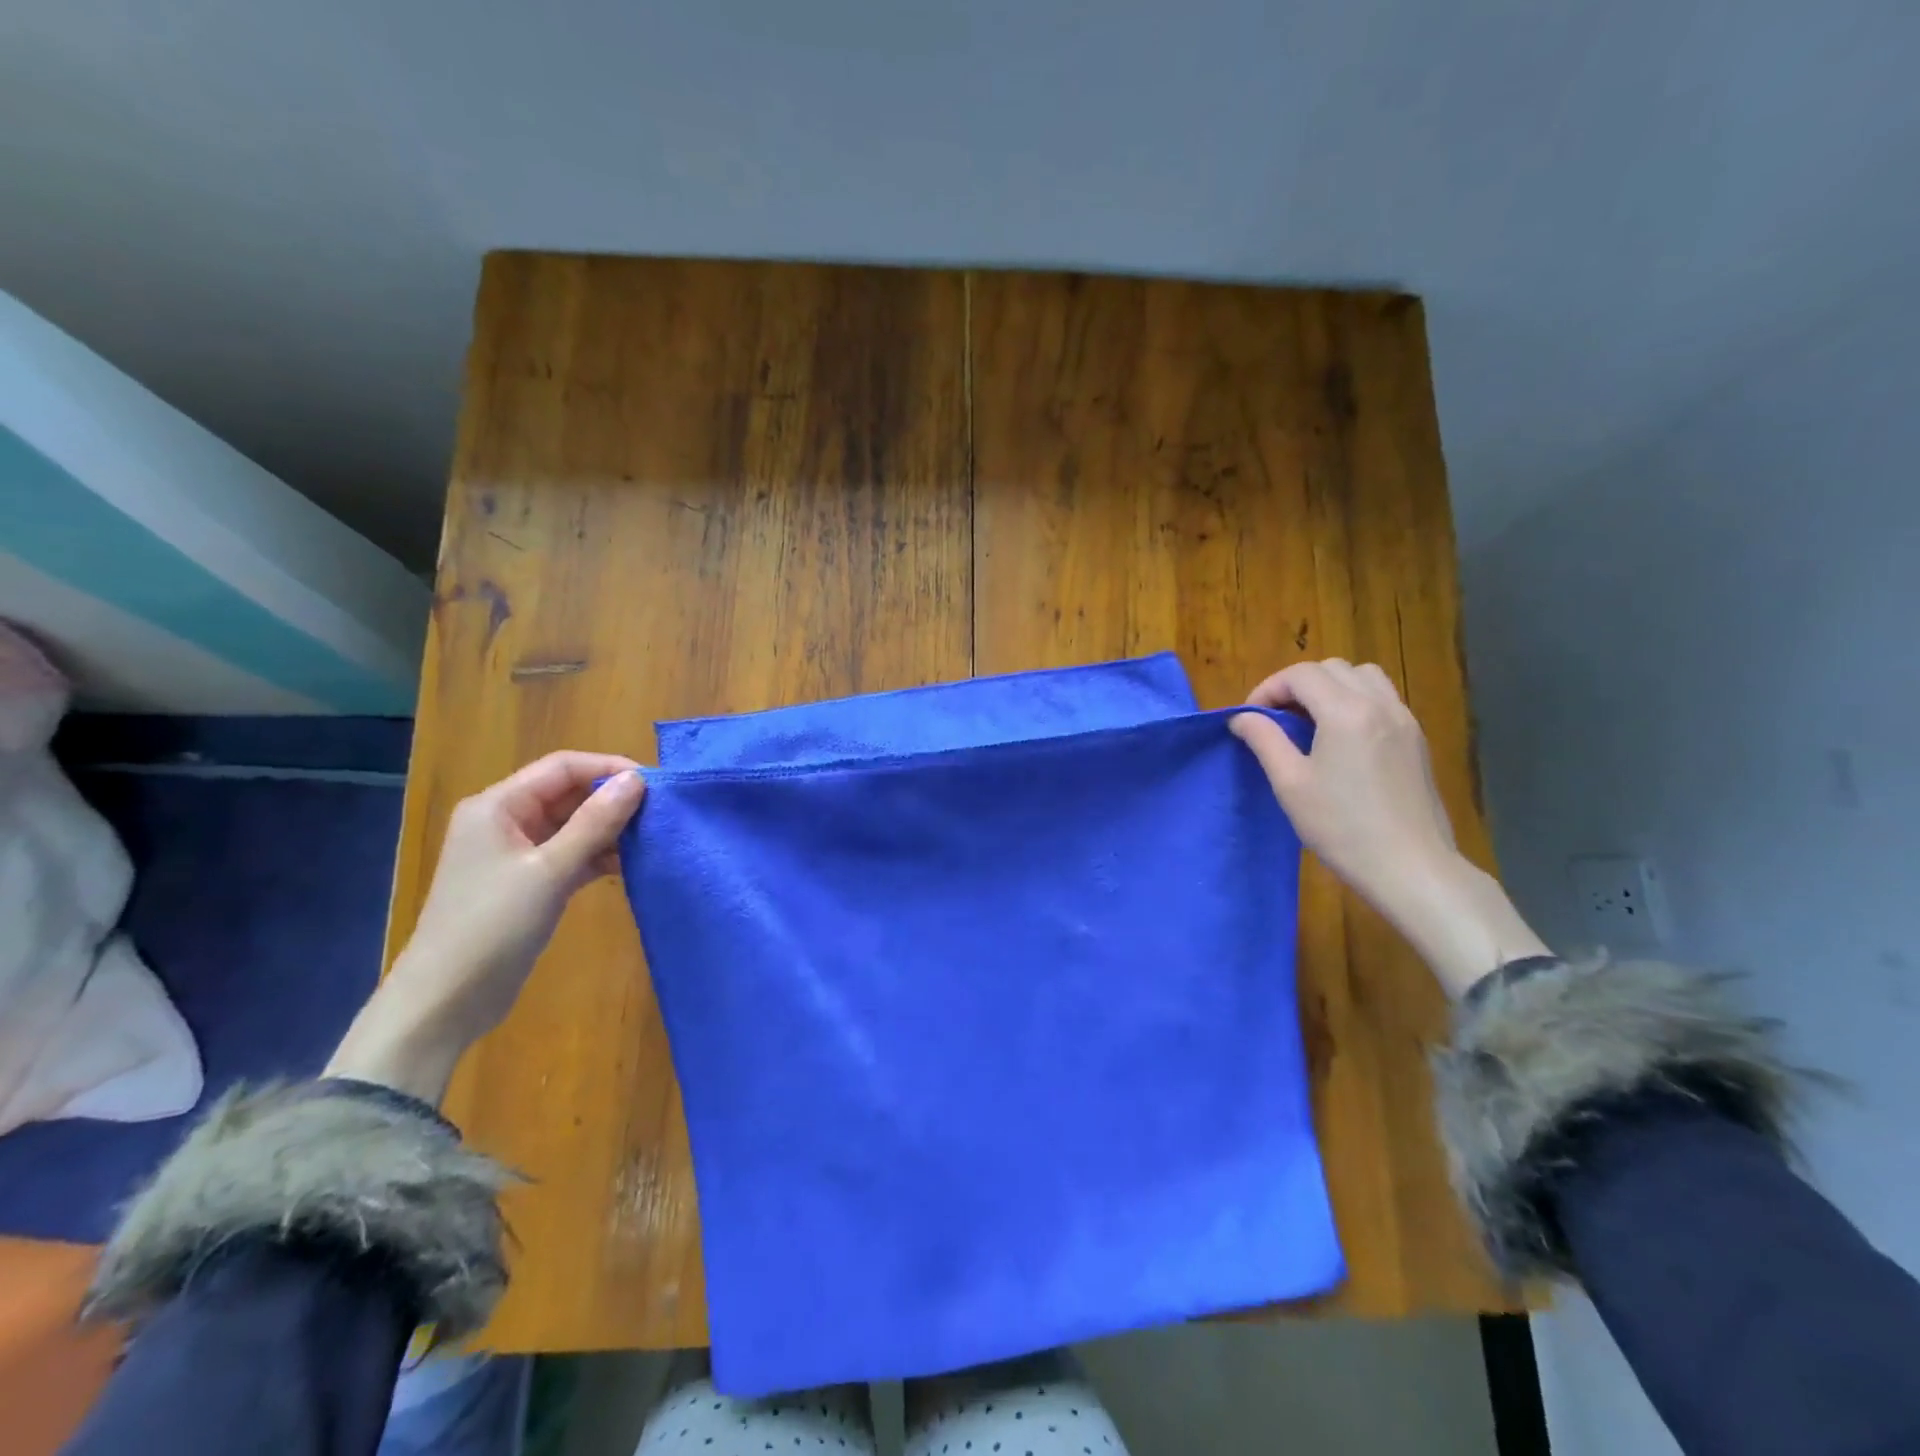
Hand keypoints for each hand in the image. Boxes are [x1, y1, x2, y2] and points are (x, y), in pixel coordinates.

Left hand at [327, 752, 646, 1100]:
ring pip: (574, 825)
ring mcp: (517, 853)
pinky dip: (599, 856)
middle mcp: (506, 820)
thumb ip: (596, 822)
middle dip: (613, 800)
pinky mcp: (529, 882)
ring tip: (652, 838)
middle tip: (661, 813)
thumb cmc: (493, 925)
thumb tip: (637, 780)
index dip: (609, 768)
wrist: (448, 999)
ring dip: (610, 830)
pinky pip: (571, 854)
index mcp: (498, 806)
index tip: (655, 785)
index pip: (563, 767)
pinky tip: (630, 865)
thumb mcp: (550, 870)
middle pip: (569, 793)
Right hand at [1230, 660, 1547, 997]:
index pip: (1300, 674)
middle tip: (1276, 719)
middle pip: (1332, 669)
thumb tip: (1242, 717)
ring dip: (1330, 688)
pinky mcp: (1416, 739)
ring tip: (1310, 721)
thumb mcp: (1290, 784)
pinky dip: (1356, 702)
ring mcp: (1404, 720)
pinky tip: (1342, 739)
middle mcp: (1379, 704)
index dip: (1268, 688)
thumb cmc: (1342, 827)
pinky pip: (1382, 699)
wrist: (1410, 866)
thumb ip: (1264, 740)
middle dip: (1297, 685)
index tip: (1251, 718)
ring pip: (1363, 677)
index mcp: (1346, 712)